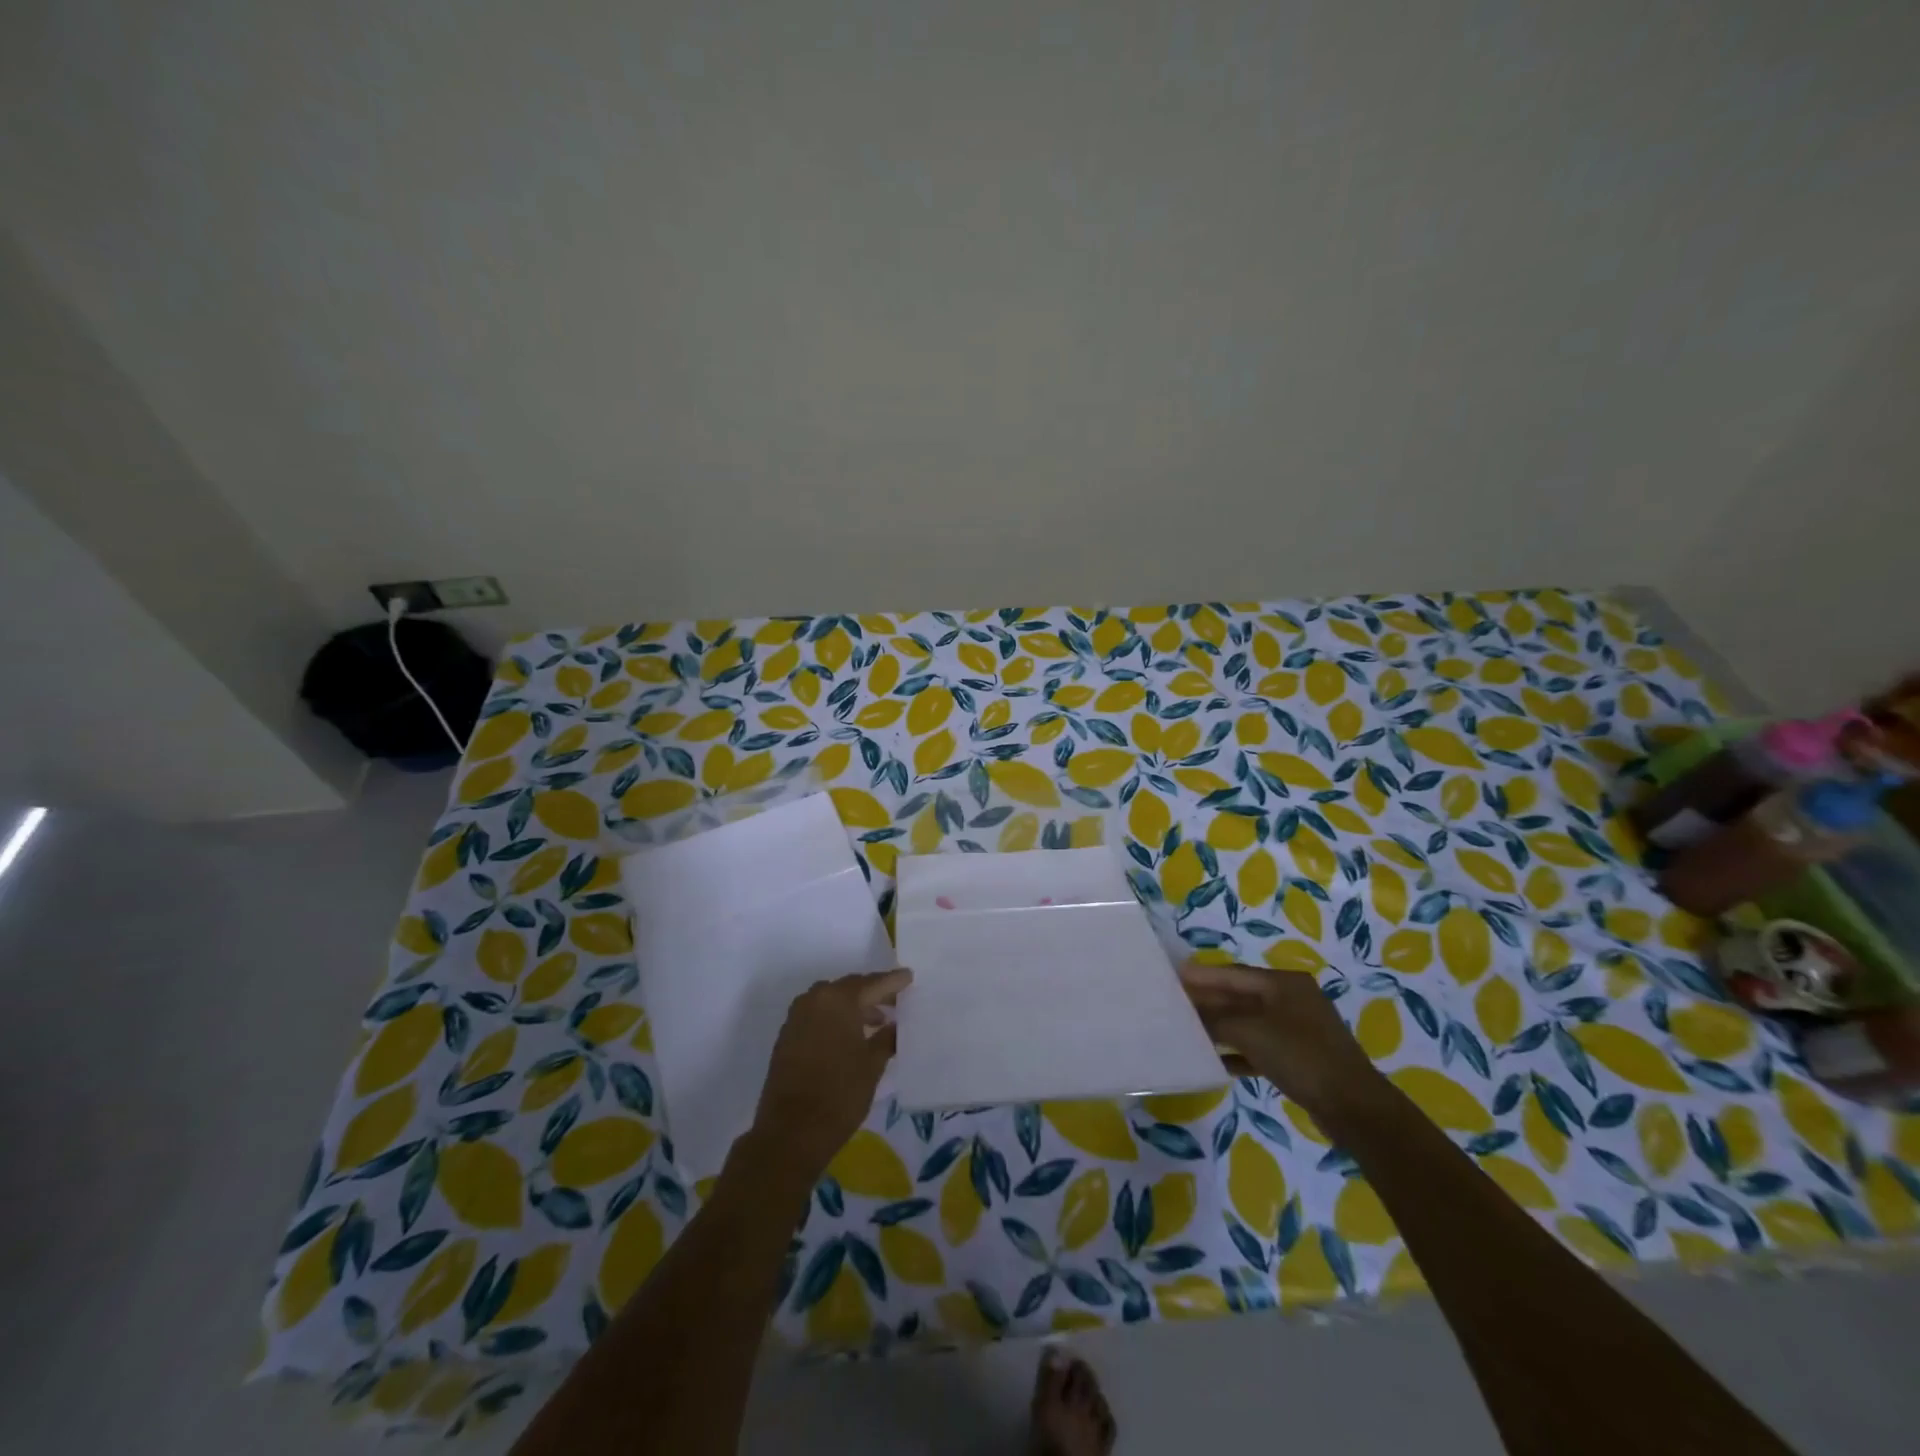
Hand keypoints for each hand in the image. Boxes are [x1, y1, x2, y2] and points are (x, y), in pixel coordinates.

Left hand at [746, 968, 910, 1183]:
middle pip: (849, 988)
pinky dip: (835, 1018)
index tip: (909, 977)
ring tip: (876, 1021)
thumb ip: (886, 1038)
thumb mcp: (872, 1065)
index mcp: (838, 1000)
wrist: (791, 1131)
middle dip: (872, 993)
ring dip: (853, 1007)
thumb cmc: (840, 1094)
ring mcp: (797, 1017)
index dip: (893, 981)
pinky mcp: (787, 1035)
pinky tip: (850, 1036)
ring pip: (831, 1001)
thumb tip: (895, 1026)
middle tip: (895, 1002)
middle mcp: (815, 999)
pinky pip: (817, 1015)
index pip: (872, 984)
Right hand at [1177, 960, 1379, 1117]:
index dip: (1201, 976)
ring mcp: (1296, 1030)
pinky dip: (1237, 1051)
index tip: (1171, 977)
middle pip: (1239, 997)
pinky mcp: (1298, 1058)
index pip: (1232, 974)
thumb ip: (1215, 1019)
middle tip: (1173, 1006)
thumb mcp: (1251, 1032)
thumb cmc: (1301, 1057)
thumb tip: (1187, 1012)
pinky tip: (1214, 1061)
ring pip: (1248, 1023)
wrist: (1353, 1108)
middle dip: (1208, 1003)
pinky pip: (1259, 1047)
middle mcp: (1291, 1000)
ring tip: (1186, 1032)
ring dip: (1219, 1028)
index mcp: (1284, 983)